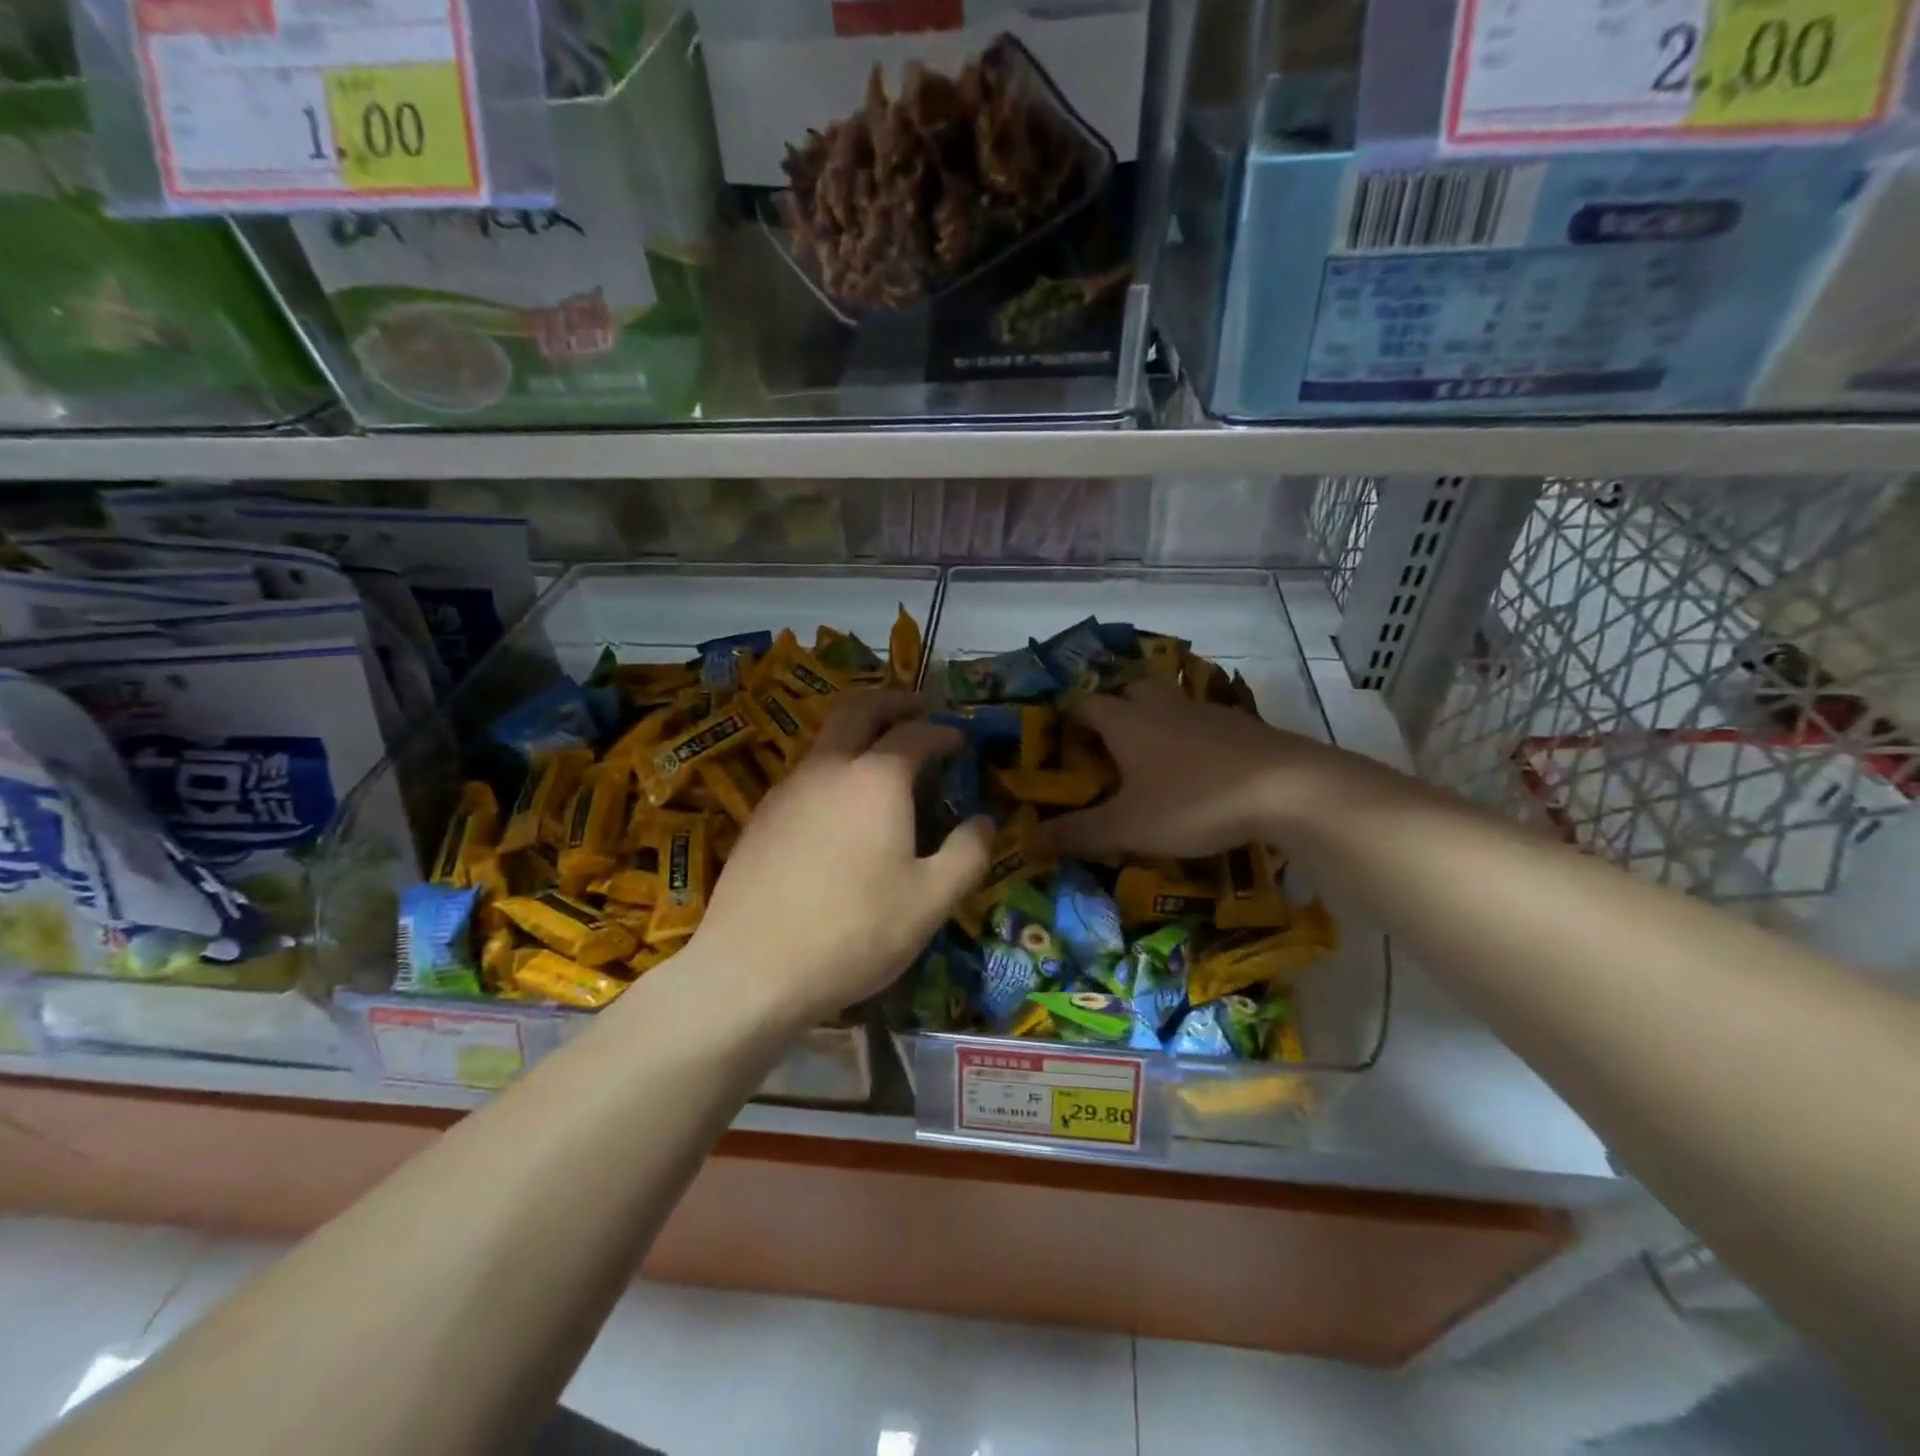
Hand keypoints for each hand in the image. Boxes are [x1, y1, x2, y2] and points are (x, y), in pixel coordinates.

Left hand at [688, 691, 993, 1027]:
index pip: (916, 734)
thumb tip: (983, 822)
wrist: (751, 970)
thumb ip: (968, 854)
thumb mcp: (931, 901)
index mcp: (876, 779)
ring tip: (884, 756)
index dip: (944, 731)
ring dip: (859, 732)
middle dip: (893, 701)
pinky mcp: (761, 817)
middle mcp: (828, 768)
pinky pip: (807, 774)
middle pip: (859, 709)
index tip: (961, 739)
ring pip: (826, 739)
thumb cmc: (854, 932)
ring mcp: (787, 790)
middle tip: (918, 707)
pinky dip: (834, 767)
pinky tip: (842, 807)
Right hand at [1044, 680, 1339, 859]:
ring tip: (1156, 761)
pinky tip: (1203, 771)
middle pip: (1132, 691)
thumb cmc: (1193, 802)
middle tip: (1112, 748)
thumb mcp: (1127, 827)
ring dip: (1158, 722)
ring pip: (1172, 704)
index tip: (1068, 744)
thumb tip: (1027, 842)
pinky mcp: (1244, 726)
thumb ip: (1076, 834)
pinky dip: (1195, 739)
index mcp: (1128, 723)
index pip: (1087, 705)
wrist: (1287, 789)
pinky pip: (1207, 723)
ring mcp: (1207, 712)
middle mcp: (1163, 707)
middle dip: (1117, 712)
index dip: (1073, 721)